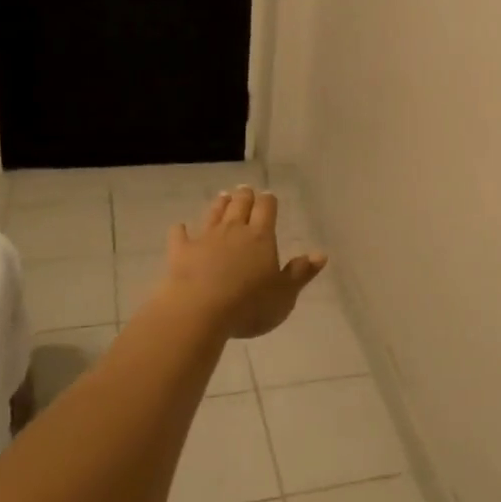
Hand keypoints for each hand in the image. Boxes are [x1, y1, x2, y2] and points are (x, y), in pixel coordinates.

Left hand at [156, 186, 326, 339]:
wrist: (199, 311)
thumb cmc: (249, 305)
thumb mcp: (284, 295)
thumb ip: (300, 273)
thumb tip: (320, 254)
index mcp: (261, 237)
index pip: (266, 209)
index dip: (268, 201)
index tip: (268, 196)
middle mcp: (233, 230)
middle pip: (239, 205)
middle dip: (244, 196)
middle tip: (245, 190)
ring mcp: (205, 238)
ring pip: (213, 214)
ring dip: (219, 205)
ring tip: (223, 197)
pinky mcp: (180, 251)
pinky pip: (180, 235)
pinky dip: (181, 230)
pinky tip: (180, 227)